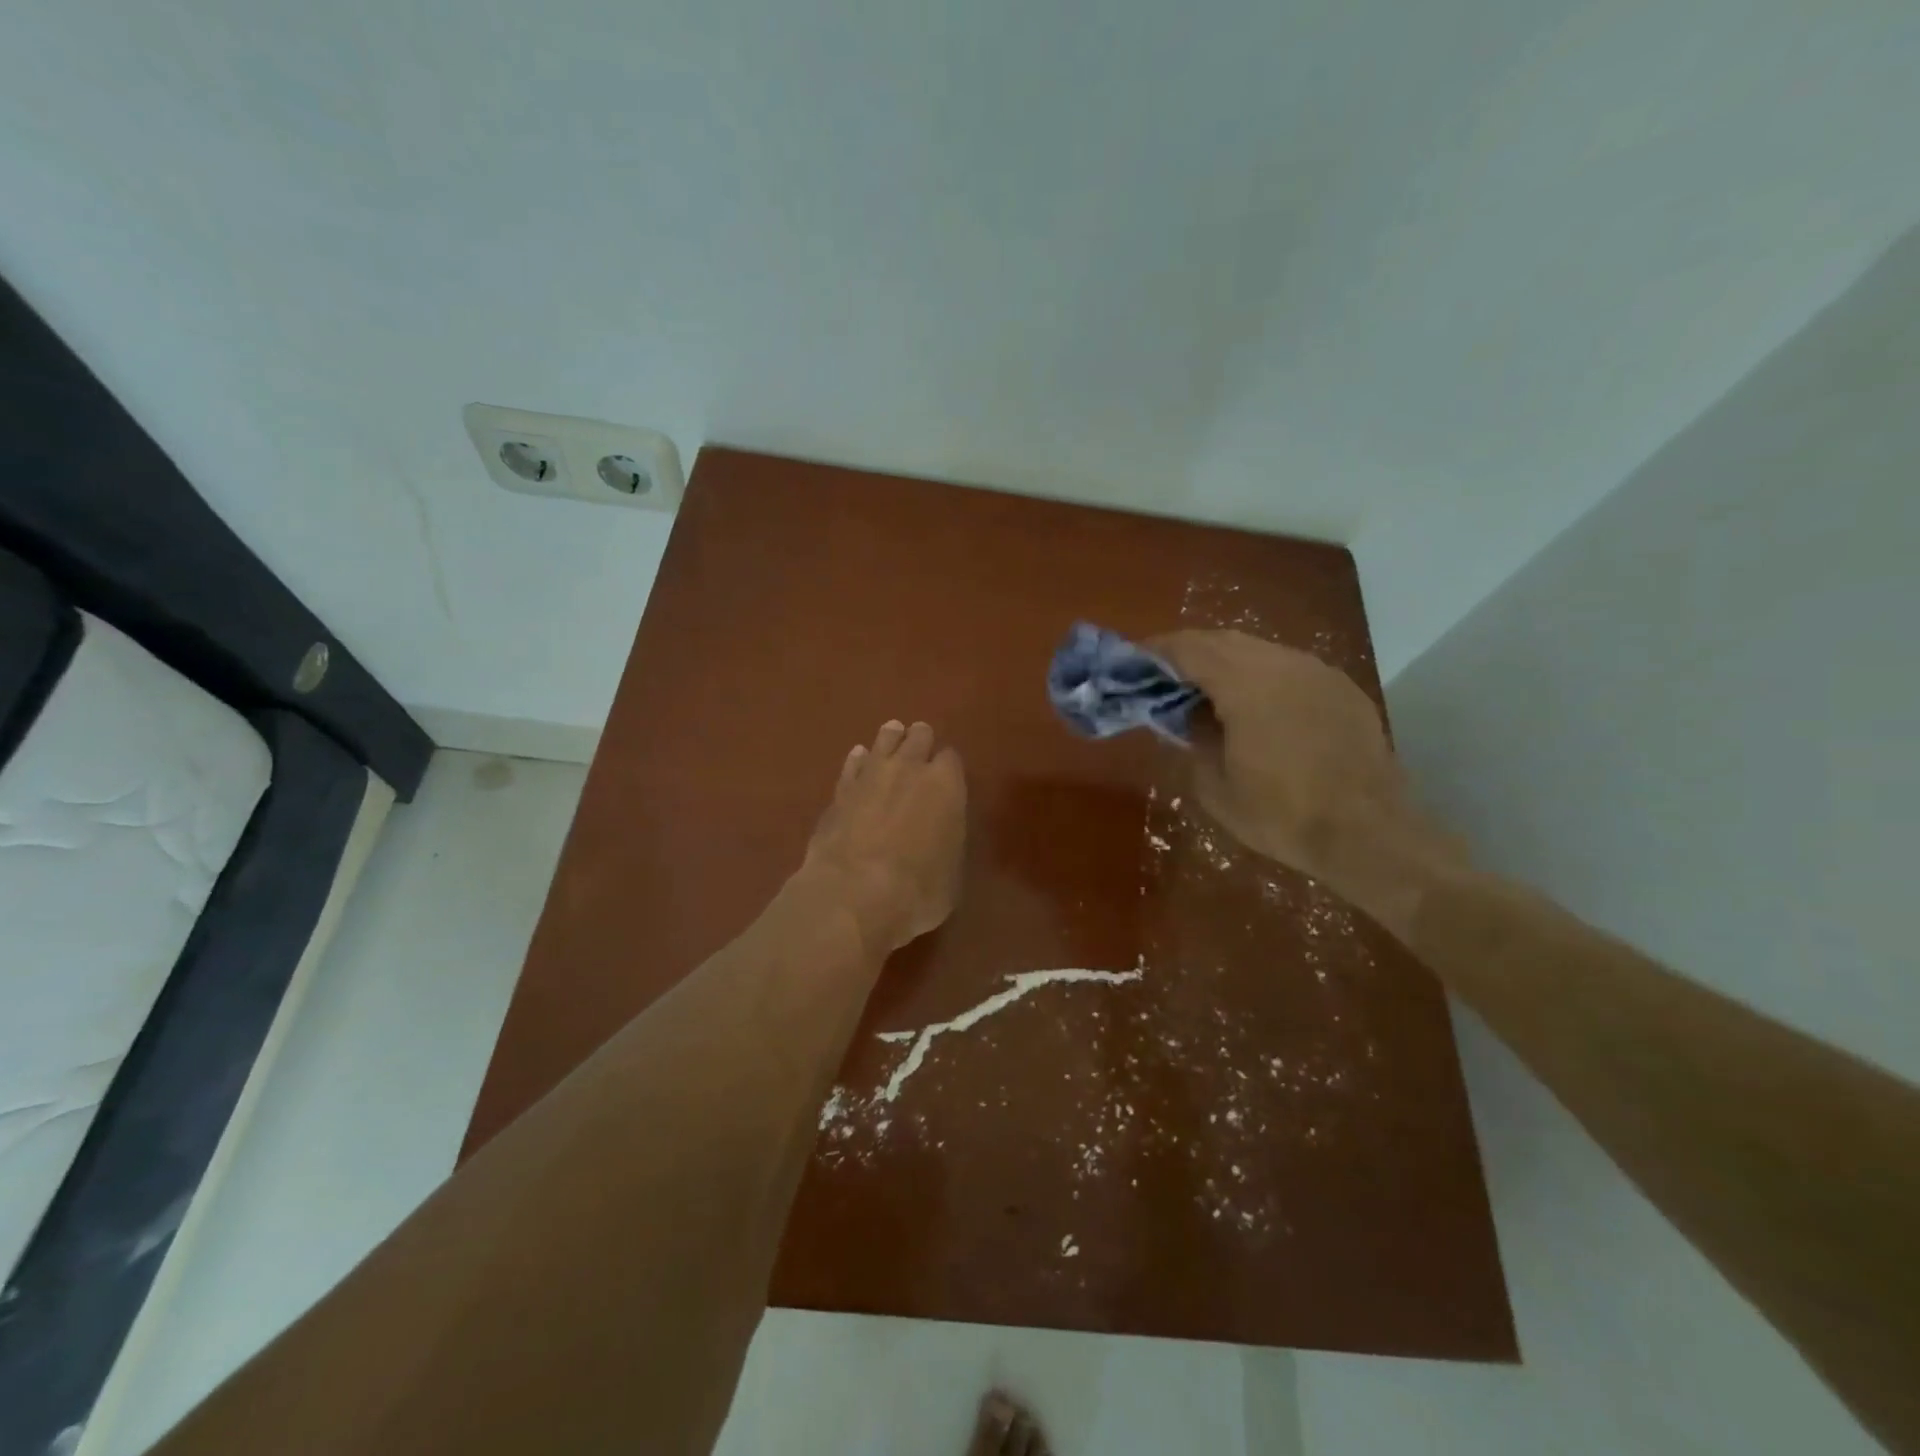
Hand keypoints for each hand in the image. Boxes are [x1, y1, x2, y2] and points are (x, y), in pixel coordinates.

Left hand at [801, 719, 966, 956]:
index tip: (947, 777)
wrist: (855, 894)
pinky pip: (853, 764)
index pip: (951, 759)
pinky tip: (859, 758)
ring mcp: (870, 775)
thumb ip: (947, 842)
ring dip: (890, 740)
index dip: (948, 767)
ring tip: (893, 735)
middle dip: (920, 741)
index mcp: (946, 785)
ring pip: (883, 741)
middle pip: (918, 738)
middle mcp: (910, 769)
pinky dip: (858, 761)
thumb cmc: (919, 891)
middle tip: (920, 744)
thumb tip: (940, 837)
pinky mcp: (839, 791)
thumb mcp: (951, 873)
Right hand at [1148, 630, 1459, 928]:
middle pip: (1222, 640)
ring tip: (1204, 692)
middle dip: (1187, 653)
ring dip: (1224, 663)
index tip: (1130, 662)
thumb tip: (1186, 715)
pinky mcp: (1341, 688)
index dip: (1154, 651)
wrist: (1371, 834)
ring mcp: (1318, 672)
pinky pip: (1288, 668)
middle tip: (1161, 677)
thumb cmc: (1283, 815)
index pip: (1188, 648)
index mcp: (1246, 683)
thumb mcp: (1215, 786)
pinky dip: (1258, 676)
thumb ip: (1193, 739)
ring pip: (1258, 650)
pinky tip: (1253, 707)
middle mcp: (1283, 663)